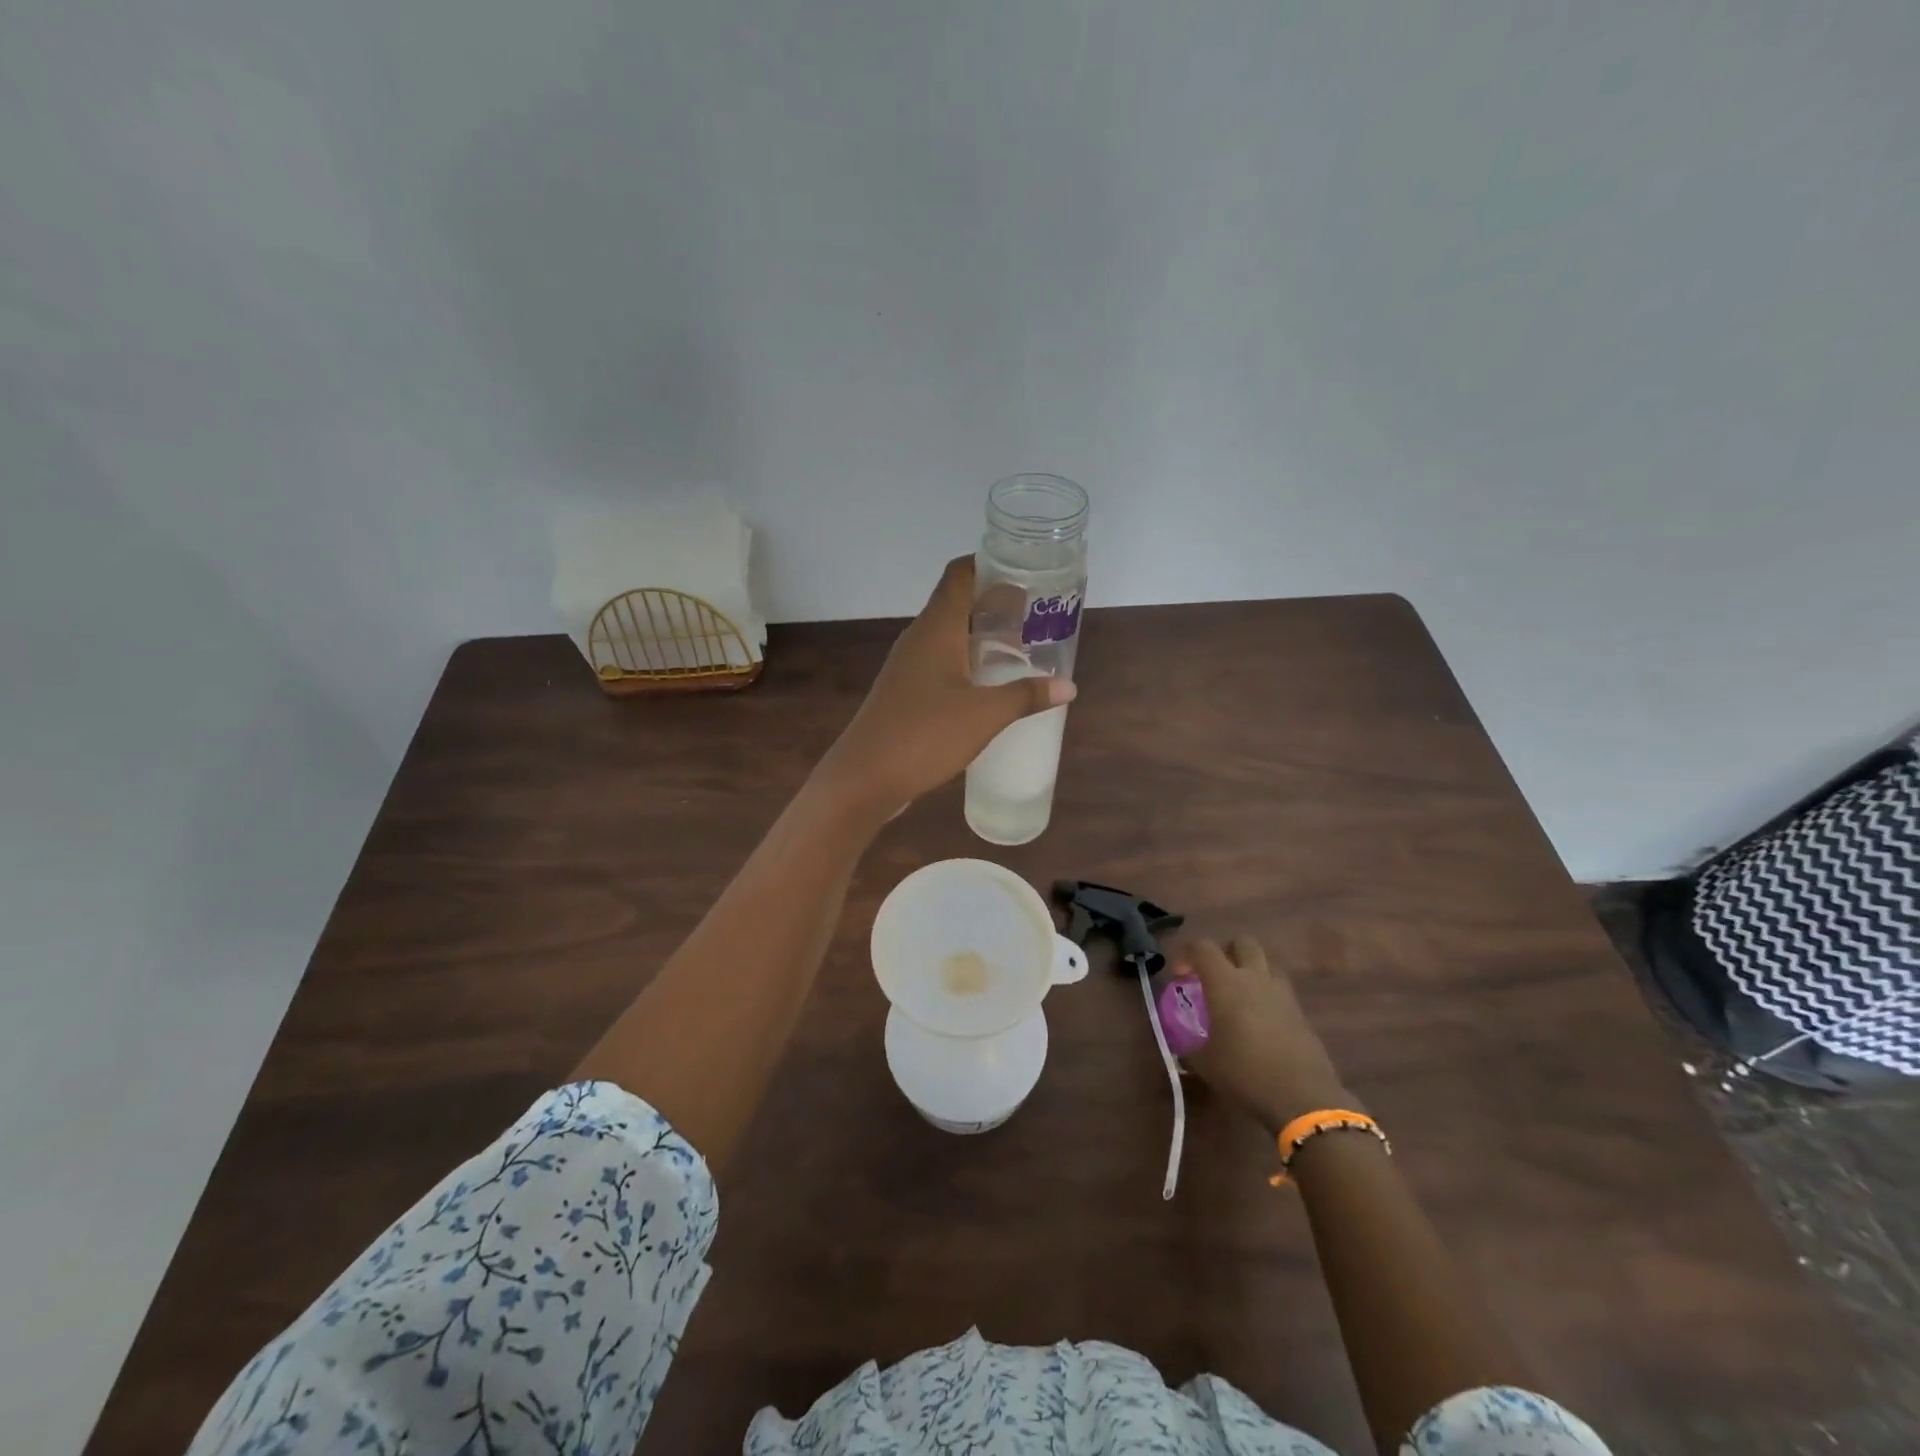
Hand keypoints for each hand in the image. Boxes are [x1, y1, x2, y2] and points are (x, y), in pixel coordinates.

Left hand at [815, 556, 1075, 818]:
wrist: (864, 777)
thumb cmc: (924, 735)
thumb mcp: (985, 715)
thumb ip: (1026, 696)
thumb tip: (1068, 686)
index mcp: (937, 628)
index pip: (960, 574)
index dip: (990, 565)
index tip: (1025, 572)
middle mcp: (919, 638)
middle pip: (957, 602)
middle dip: (995, 604)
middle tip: (1035, 616)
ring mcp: (907, 665)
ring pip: (948, 635)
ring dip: (981, 636)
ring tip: (1019, 650)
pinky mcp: (904, 691)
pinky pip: (940, 662)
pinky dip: (966, 662)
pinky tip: (987, 686)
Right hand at [1181, 936, 1351, 1135]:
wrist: (1302, 1097)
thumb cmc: (1244, 1073)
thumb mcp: (1204, 1062)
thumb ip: (1188, 1042)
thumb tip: (1181, 1039)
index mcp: (1226, 982)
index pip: (1203, 947)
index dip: (1187, 953)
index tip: (1180, 975)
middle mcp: (1255, 978)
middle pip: (1242, 943)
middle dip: (1226, 951)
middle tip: (1214, 975)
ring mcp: (1282, 993)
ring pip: (1266, 963)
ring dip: (1250, 970)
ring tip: (1239, 995)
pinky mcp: (1300, 1012)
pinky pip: (1280, 989)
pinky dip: (1267, 994)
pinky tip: (1260, 1020)